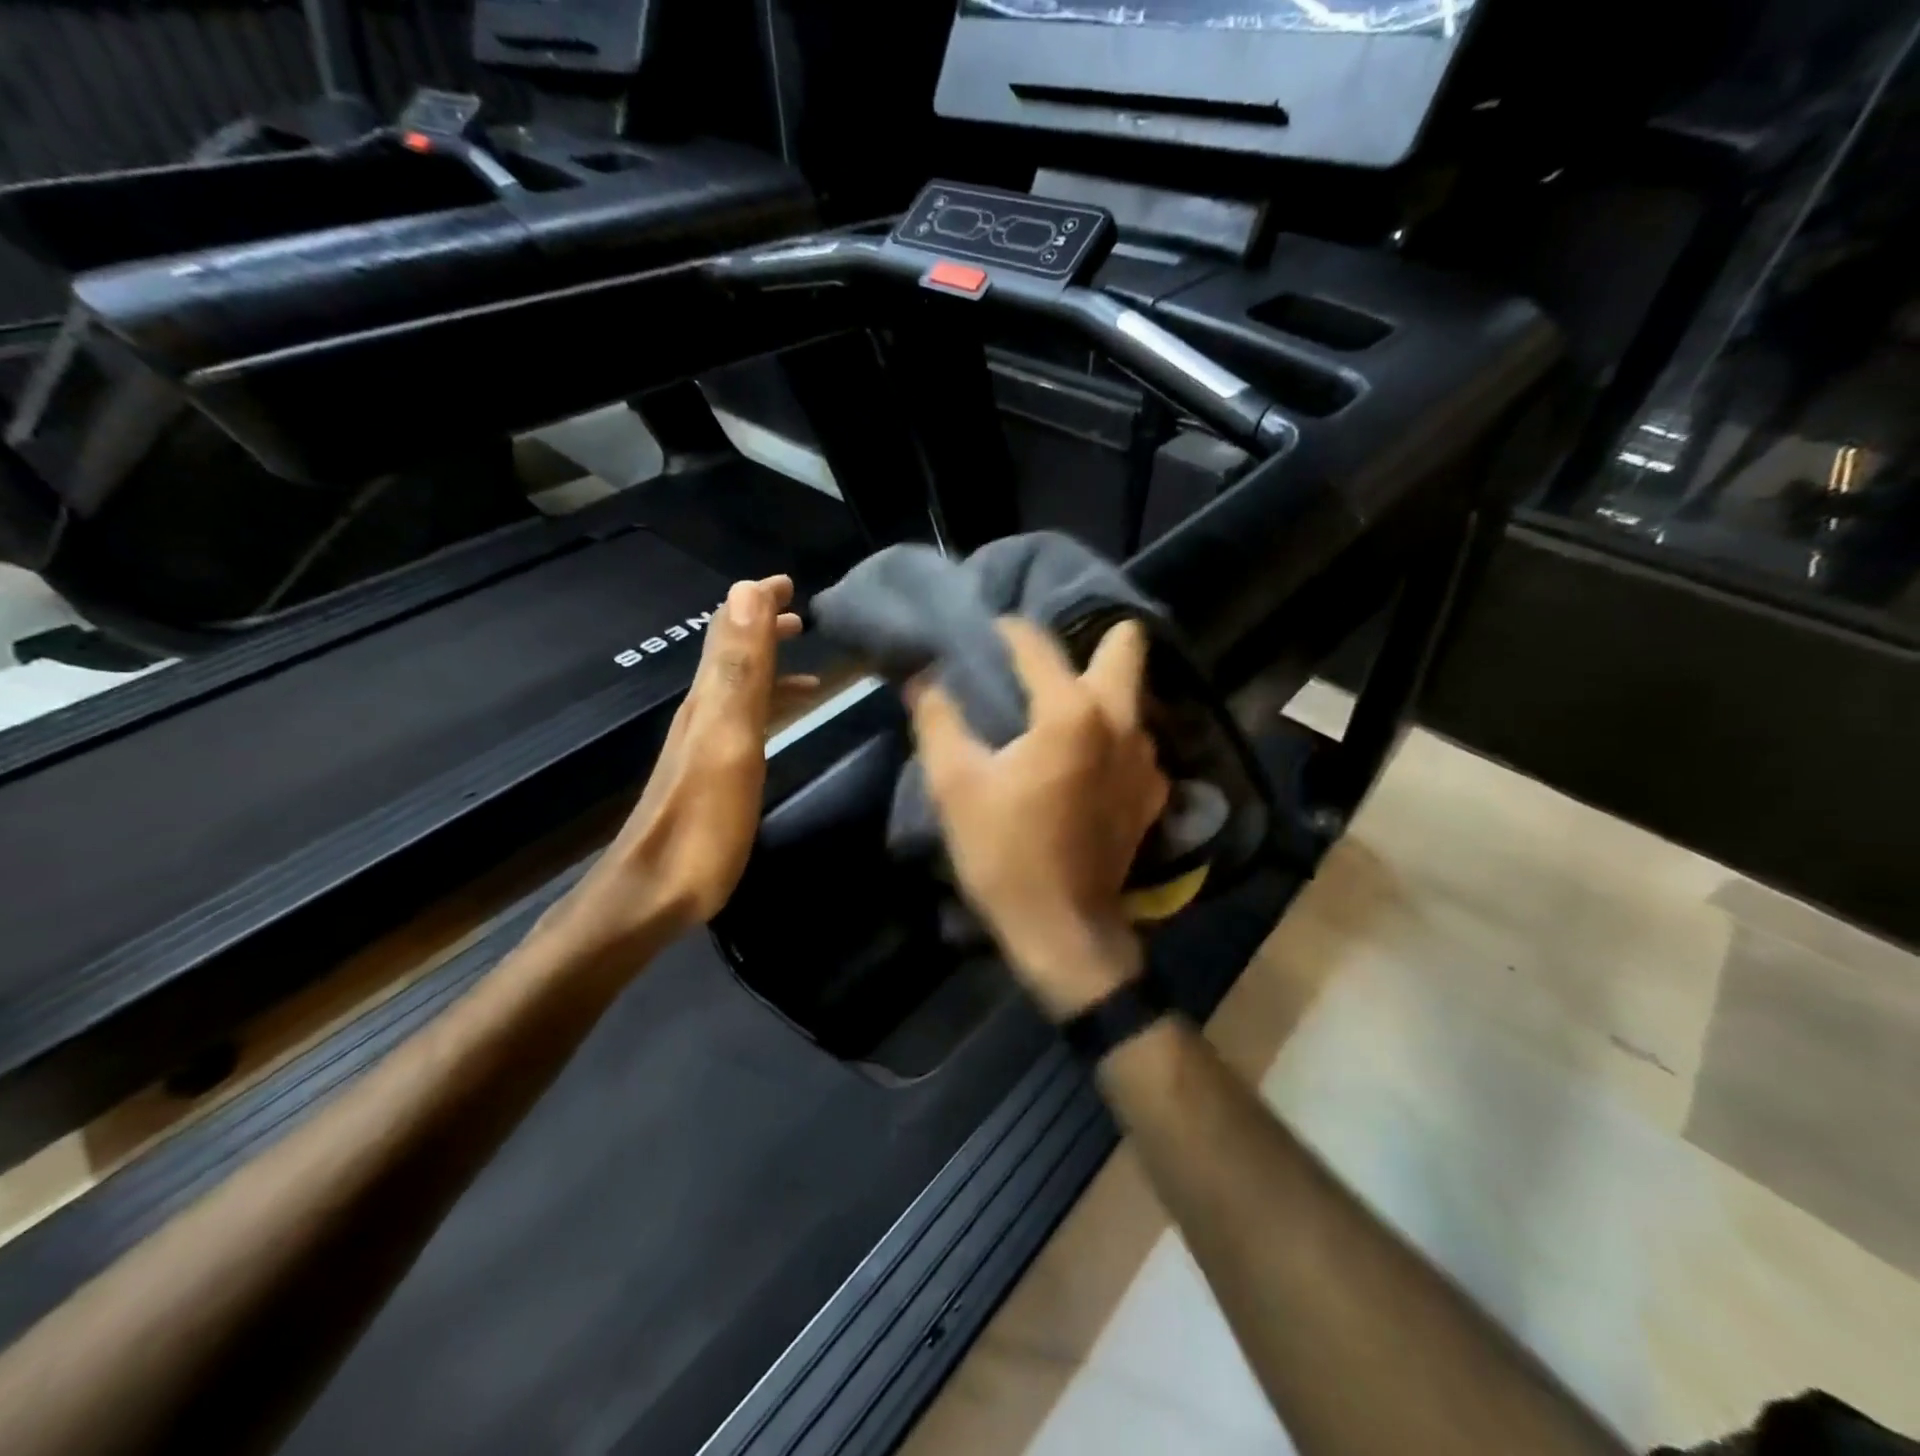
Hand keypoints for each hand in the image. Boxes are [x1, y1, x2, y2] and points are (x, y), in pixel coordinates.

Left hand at [551, 574, 807, 957]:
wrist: (654, 893)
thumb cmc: (702, 821)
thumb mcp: (727, 739)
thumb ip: (739, 668)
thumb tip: (745, 591)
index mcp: (710, 698)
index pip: (730, 630)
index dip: (757, 601)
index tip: (790, 582)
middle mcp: (704, 713)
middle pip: (732, 654)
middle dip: (762, 626)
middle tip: (800, 613)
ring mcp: (705, 745)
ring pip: (738, 686)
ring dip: (766, 663)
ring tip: (803, 657)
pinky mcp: (712, 774)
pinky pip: (744, 719)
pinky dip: (767, 703)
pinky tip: (781, 718)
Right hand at [911, 618, 1168, 1019]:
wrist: (1064, 930)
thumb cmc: (1005, 854)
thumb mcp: (955, 785)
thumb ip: (938, 719)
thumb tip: (924, 678)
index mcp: (1071, 712)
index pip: (1037, 645)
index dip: (1007, 632)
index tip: (986, 634)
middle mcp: (1122, 721)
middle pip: (1126, 646)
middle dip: (1090, 639)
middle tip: (1047, 663)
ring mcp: (1148, 758)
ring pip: (1132, 696)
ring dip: (1100, 690)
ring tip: (1059, 710)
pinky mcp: (1154, 792)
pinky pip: (1135, 741)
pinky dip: (1110, 736)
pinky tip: (1082, 762)